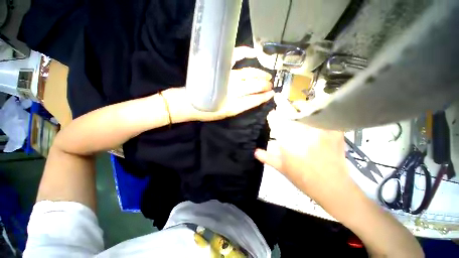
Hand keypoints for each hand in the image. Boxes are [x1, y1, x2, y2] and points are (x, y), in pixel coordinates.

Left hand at [161, 47, 273, 122]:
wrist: (186, 104)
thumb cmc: (205, 111)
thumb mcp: (223, 114)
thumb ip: (238, 107)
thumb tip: (251, 99)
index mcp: (232, 106)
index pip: (252, 100)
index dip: (262, 97)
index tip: (271, 94)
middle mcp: (231, 92)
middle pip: (252, 86)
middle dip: (263, 85)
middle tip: (270, 84)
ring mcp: (225, 79)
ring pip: (247, 75)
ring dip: (258, 74)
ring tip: (267, 75)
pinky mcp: (219, 70)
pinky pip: (233, 57)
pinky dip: (243, 53)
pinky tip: (251, 52)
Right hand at [254, 107, 351, 200]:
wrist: (333, 188)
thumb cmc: (304, 179)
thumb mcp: (282, 169)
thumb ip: (268, 157)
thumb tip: (255, 151)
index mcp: (288, 143)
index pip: (276, 123)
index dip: (272, 116)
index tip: (271, 113)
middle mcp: (303, 134)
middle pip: (290, 113)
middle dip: (283, 104)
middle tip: (279, 97)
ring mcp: (320, 131)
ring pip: (308, 110)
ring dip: (299, 105)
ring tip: (296, 104)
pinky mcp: (334, 132)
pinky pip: (325, 115)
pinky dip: (319, 110)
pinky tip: (315, 109)